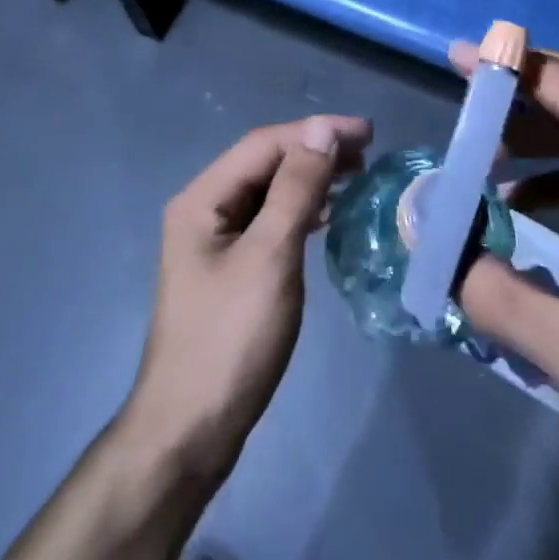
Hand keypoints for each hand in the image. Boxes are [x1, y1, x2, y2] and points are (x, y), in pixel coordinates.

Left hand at [122, 114, 371, 484]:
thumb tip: (322, 130)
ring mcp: (214, 241)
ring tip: (355, 176)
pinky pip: (268, 222)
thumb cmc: (230, 339)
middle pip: (264, 163)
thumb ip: (296, 188)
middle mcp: (203, 210)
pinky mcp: (229, 269)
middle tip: (367, 153)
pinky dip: (299, 211)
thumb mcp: (270, 257)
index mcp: (202, 199)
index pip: (263, 144)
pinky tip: (325, 216)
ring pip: (268, 192)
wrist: (191, 429)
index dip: (315, 131)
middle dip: (314, 151)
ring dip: (309, 179)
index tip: (367, 133)